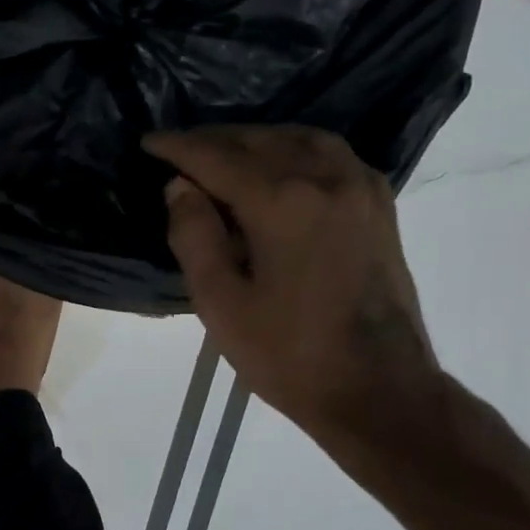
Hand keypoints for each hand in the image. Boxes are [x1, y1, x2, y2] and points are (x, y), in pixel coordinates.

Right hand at [144, 126, 440, 441]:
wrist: (377, 389)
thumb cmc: (288, 354)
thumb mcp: (220, 303)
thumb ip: (194, 236)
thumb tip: (180, 187)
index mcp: (283, 202)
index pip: (218, 158)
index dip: (179, 148)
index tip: (149, 142)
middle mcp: (326, 179)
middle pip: (260, 141)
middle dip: (215, 140)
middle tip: (179, 151)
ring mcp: (361, 188)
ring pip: (301, 140)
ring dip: (256, 140)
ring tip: (225, 154)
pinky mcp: (380, 206)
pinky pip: (332, 156)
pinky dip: (295, 149)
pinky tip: (280, 167)